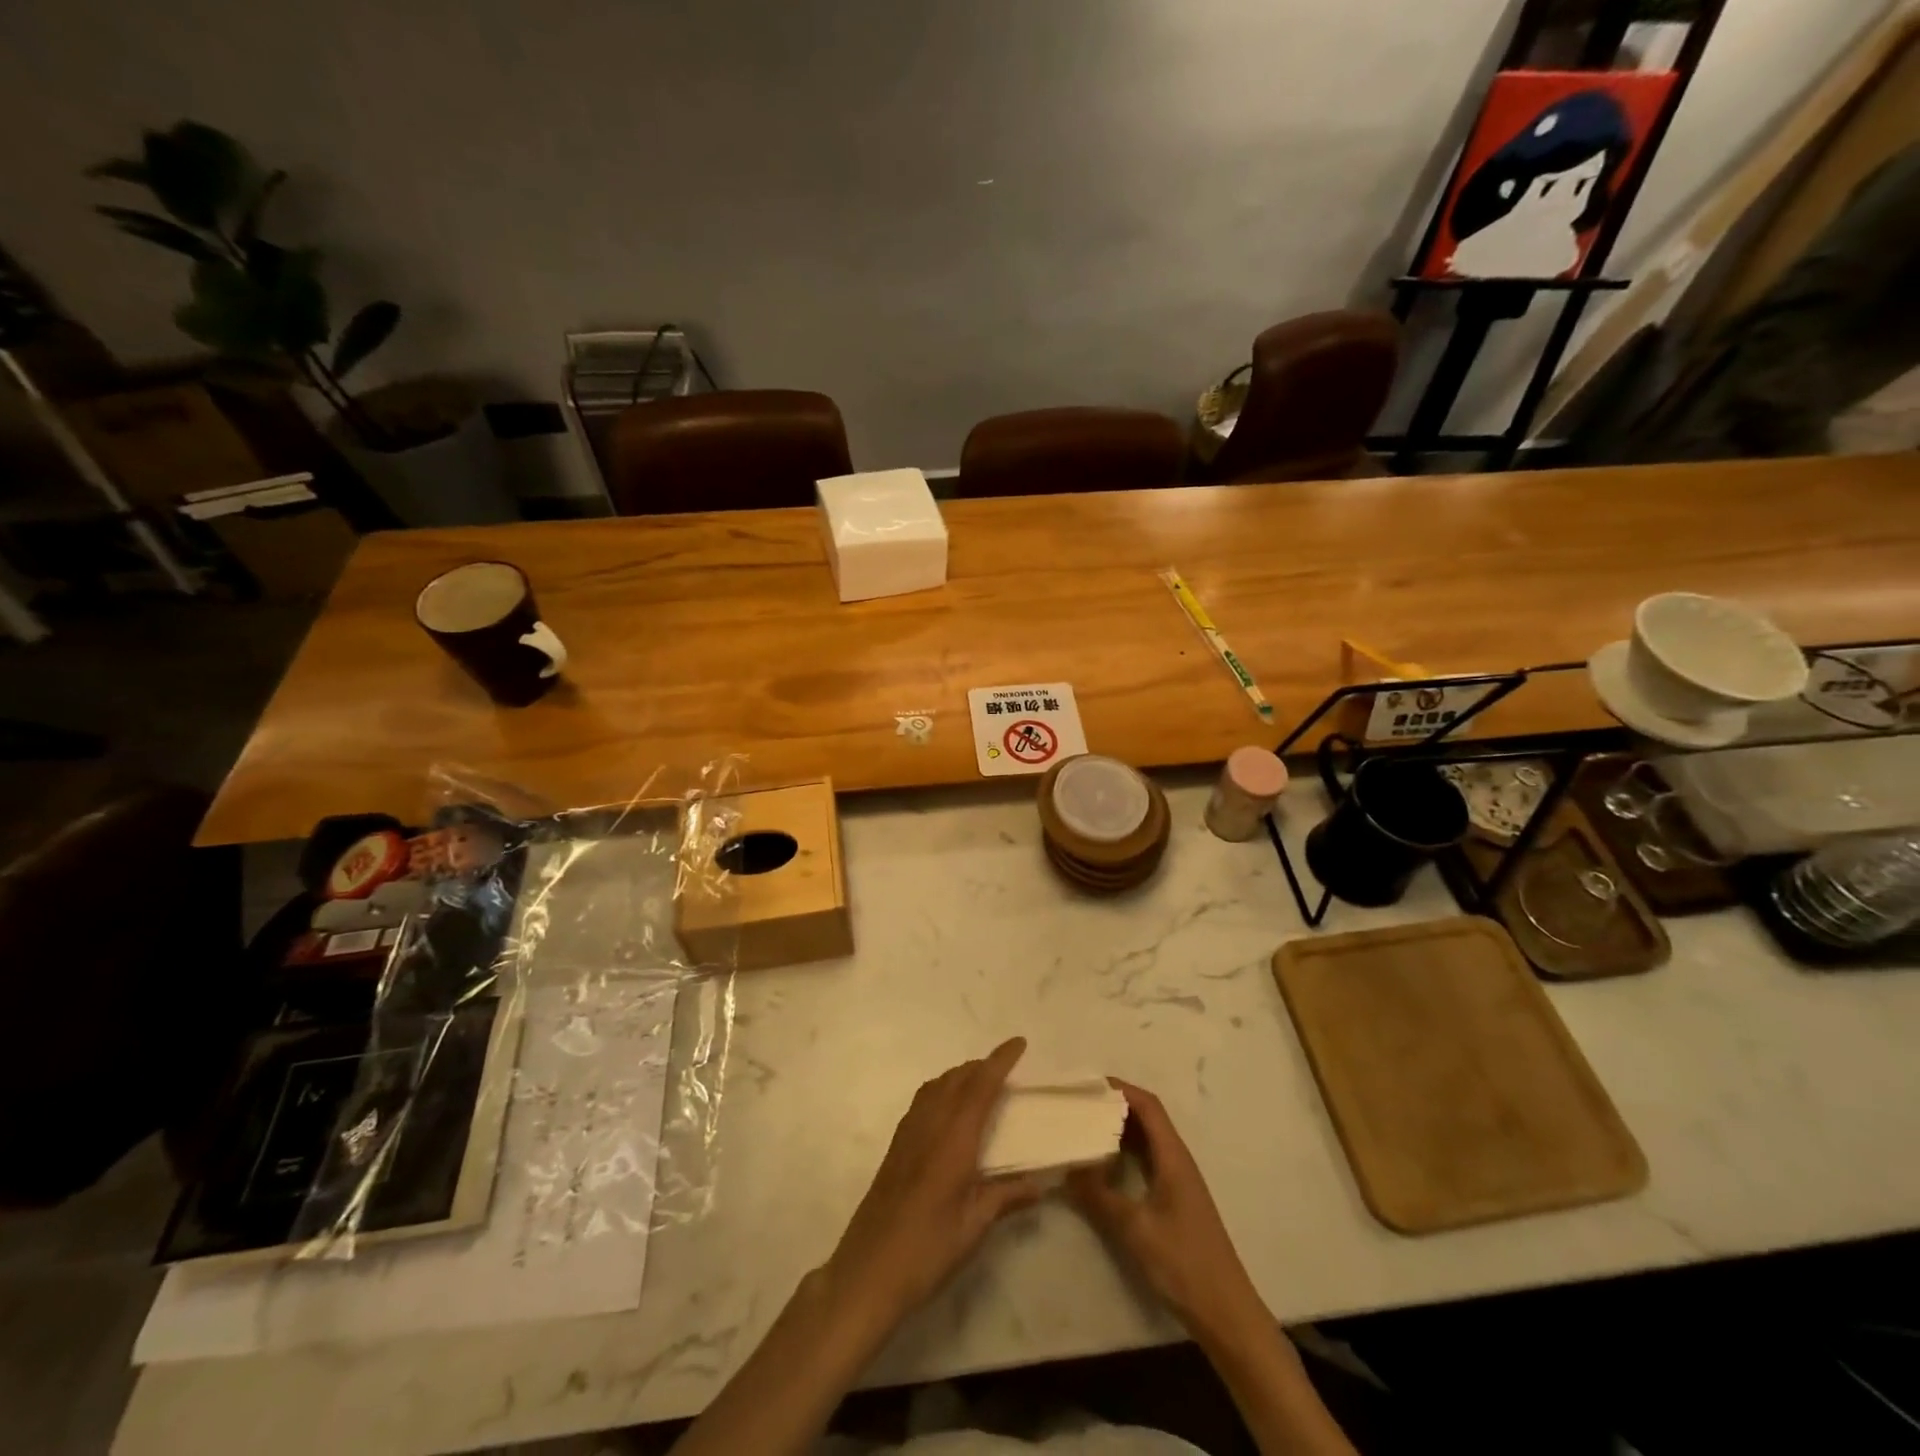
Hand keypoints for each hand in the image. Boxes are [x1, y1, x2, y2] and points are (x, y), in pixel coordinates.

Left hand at [823, 1038, 1042, 1330]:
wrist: (867, 1271)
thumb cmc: (927, 1250)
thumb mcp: (974, 1227)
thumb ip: (1006, 1197)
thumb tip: (1040, 1183)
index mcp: (954, 1139)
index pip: (981, 1086)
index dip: (1000, 1061)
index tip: (1019, 1043)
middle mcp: (930, 1125)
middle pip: (957, 1078)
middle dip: (982, 1065)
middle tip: (1007, 1069)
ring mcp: (908, 1133)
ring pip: (937, 1086)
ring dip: (961, 1075)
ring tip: (981, 1084)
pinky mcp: (896, 1146)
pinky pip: (924, 1100)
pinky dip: (942, 1090)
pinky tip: (949, 1111)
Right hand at [1067, 1079, 1264, 1344]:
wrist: (1226, 1313)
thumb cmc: (1183, 1263)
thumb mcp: (1134, 1229)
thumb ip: (1099, 1196)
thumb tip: (1067, 1167)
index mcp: (1173, 1156)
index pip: (1147, 1106)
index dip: (1120, 1089)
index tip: (1087, 1085)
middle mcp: (1178, 1160)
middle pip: (1147, 1118)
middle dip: (1114, 1106)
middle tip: (1079, 1105)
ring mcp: (1178, 1181)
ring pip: (1147, 1140)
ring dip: (1119, 1130)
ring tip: (1084, 1128)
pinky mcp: (1175, 1200)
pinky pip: (1147, 1161)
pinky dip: (1125, 1154)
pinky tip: (1104, 1166)